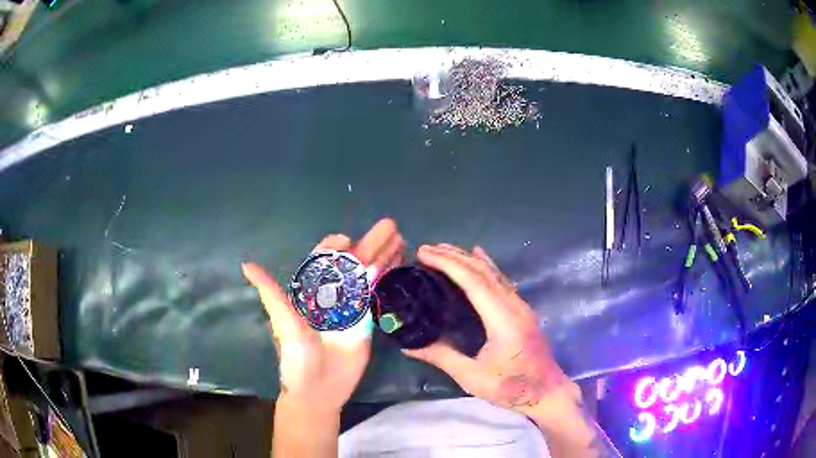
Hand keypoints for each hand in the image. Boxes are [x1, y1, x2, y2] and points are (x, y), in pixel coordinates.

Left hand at [242, 218, 403, 413]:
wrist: (319, 391)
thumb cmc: (297, 358)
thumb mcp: (284, 324)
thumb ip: (271, 294)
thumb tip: (246, 264)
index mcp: (311, 293)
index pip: (323, 261)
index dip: (335, 247)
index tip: (348, 241)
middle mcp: (333, 296)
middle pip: (353, 264)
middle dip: (371, 244)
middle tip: (391, 226)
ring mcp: (352, 308)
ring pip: (368, 276)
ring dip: (384, 256)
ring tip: (402, 240)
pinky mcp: (367, 322)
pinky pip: (378, 295)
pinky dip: (389, 278)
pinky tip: (402, 264)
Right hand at [403, 243, 570, 417]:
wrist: (547, 393)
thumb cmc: (512, 387)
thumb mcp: (472, 377)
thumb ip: (441, 357)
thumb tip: (408, 345)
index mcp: (503, 319)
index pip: (474, 281)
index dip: (448, 264)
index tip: (425, 254)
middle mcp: (514, 305)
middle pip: (483, 272)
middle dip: (455, 256)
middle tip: (427, 248)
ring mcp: (521, 306)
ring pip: (494, 273)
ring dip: (469, 259)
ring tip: (445, 250)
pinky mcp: (523, 310)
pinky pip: (502, 281)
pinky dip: (485, 267)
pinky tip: (479, 257)